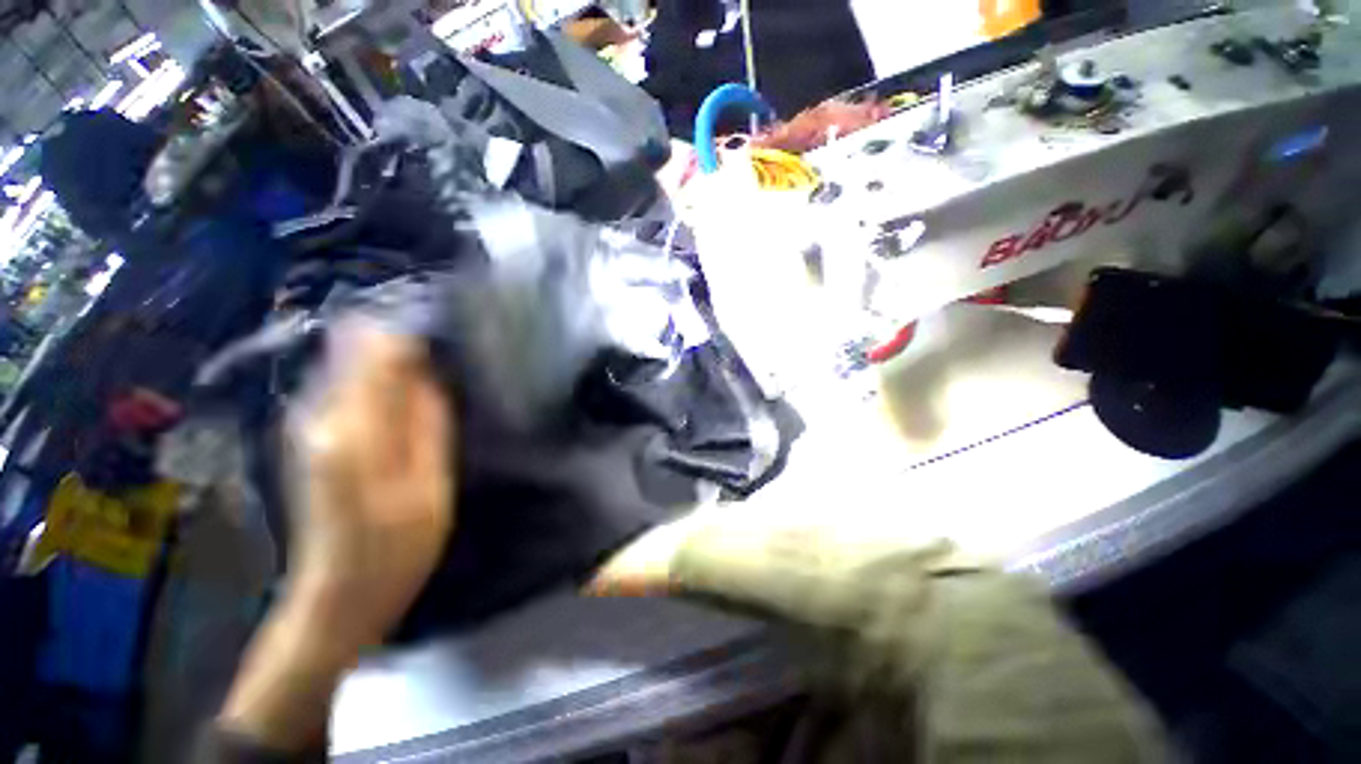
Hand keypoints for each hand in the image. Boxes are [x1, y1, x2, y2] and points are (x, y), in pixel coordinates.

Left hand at [219, 321, 455, 749]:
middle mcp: (319, 414)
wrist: (337, 599)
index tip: (453, 333)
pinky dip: (382, 378)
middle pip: (358, 346)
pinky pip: (350, 384)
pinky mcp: (315, 435)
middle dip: (404, 339)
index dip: (415, 331)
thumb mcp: (428, 486)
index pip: (377, 348)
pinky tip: (414, 392)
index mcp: (351, 428)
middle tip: (452, 351)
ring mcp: (311, 424)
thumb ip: (427, 423)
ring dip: (394, 357)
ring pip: (351, 362)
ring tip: (439, 368)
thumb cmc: (394, 549)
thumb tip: (429, 369)